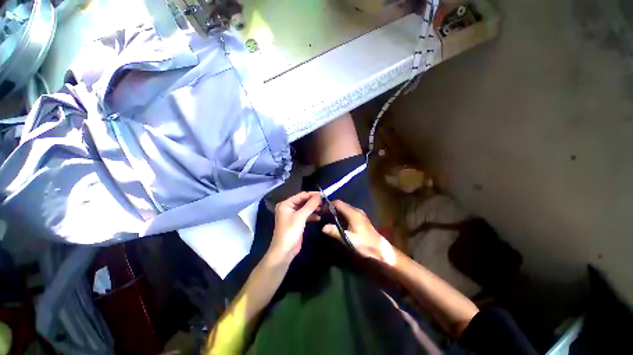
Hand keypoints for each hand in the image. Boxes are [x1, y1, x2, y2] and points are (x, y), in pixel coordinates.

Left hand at [267, 192, 321, 264]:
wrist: (284, 251)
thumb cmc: (290, 232)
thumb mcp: (300, 217)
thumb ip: (310, 205)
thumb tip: (320, 195)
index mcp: (286, 204)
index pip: (301, 195)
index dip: (312, 194)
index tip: (323, 195)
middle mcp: (288, 207)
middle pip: (303, 201)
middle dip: (313, 201)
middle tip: (325, 201)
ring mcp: (292, 215)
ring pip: (305, 208)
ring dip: (313, 208)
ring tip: (323, 208)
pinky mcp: (297, 221)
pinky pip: (305, 215)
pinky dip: (312, 215)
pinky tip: (319, 217)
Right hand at [322, 200, 394, 262]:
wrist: (380, 249)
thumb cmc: (365, 244)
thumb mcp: (349, 239)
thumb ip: (336, 232)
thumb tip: (323, 227)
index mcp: (353, 213)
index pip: (338, 203)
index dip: (329, 205)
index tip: (321, 210)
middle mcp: (356, 210)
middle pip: (341, 204)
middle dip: (331, 208)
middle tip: (323, 214)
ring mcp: (359, 213)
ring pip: (345, 208)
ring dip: (336, 211)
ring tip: (328, 218)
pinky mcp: (360, 218)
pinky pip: (348, 212)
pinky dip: (341, 214)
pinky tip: (337, 222)